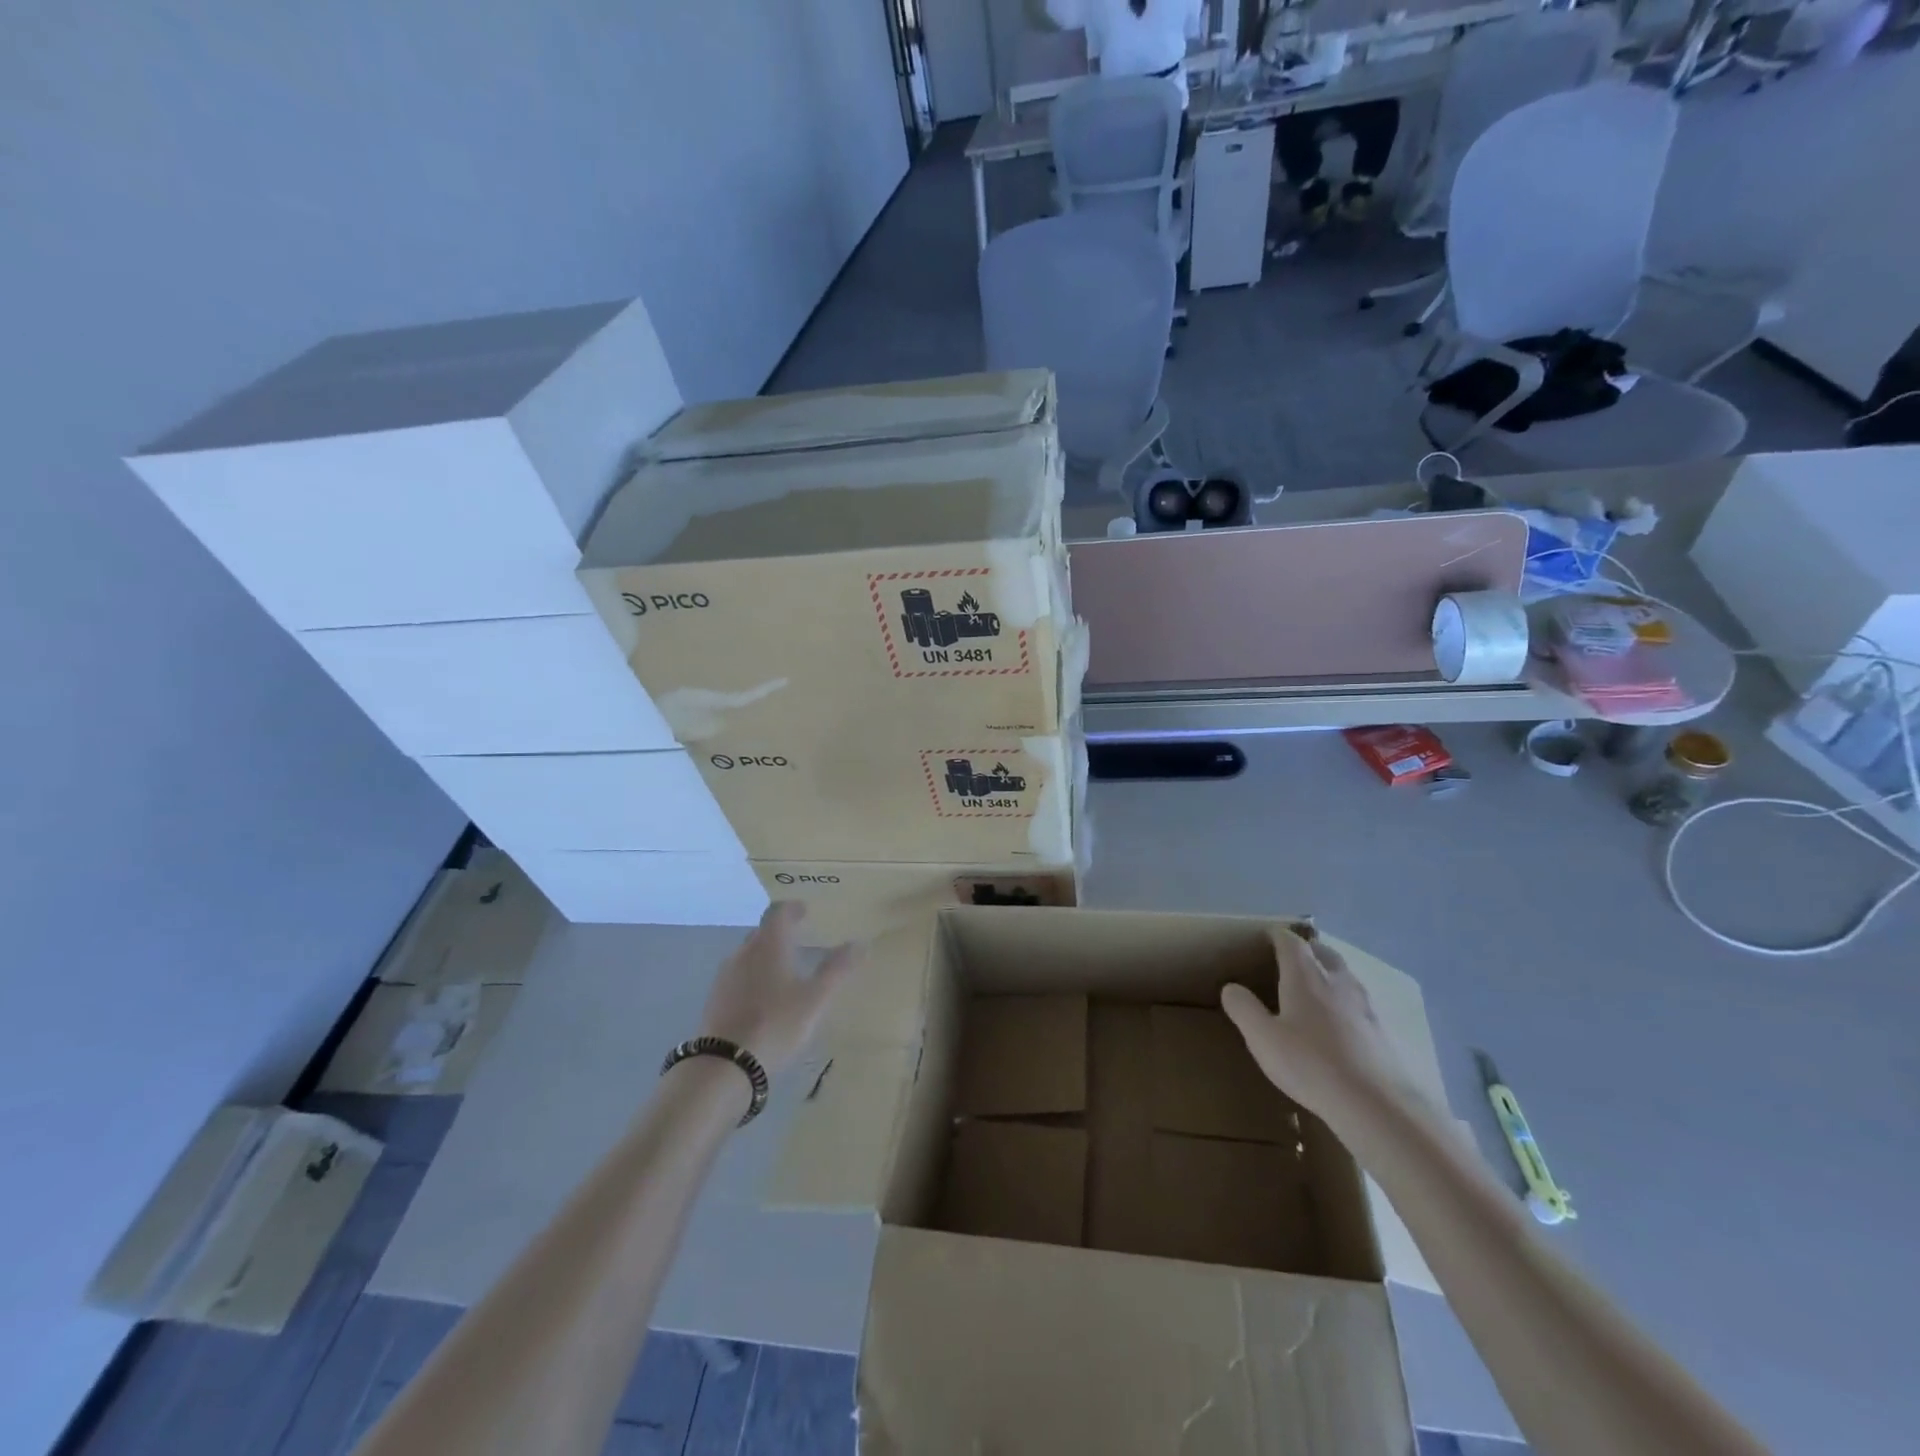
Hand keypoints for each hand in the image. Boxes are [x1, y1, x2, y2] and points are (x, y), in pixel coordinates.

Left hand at [698, 903, 860, 1074]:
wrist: (725, 1064)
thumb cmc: (776, 1023)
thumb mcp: (815, 998)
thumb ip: (836, 969)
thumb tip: (860, 942)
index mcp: (769, 944)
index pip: (779, 912)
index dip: (793, 909)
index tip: (805, 911)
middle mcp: (744, 951)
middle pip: (762, 931)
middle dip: (780, 931)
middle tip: (800, 938)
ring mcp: (726, 975)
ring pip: (748, 954)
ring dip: (766, 954)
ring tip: (784, 969)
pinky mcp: (715, 998)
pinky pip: (738, 976)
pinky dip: (753, 976)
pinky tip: (763, 996)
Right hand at [1220, 929, 1413, 1127]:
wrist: (1376, 1104)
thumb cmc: (1311, 1064)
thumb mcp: (1262, 1038)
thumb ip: (1243, 1008)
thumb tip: (1231, 988)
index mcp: (1305, 975)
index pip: (1290, 941)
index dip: (1277, 936)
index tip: (1266, 937)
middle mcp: (1337, 980)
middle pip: (1322, 952)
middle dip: (1306, 950)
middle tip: (1290, 959)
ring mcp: (1365, 1004)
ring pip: (1344, 974)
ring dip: (1328, 972)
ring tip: (1314, 987)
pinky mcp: (1382, 1029)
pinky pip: (1358, 1001)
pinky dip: (1344, 1000)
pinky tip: (1339, 1023)